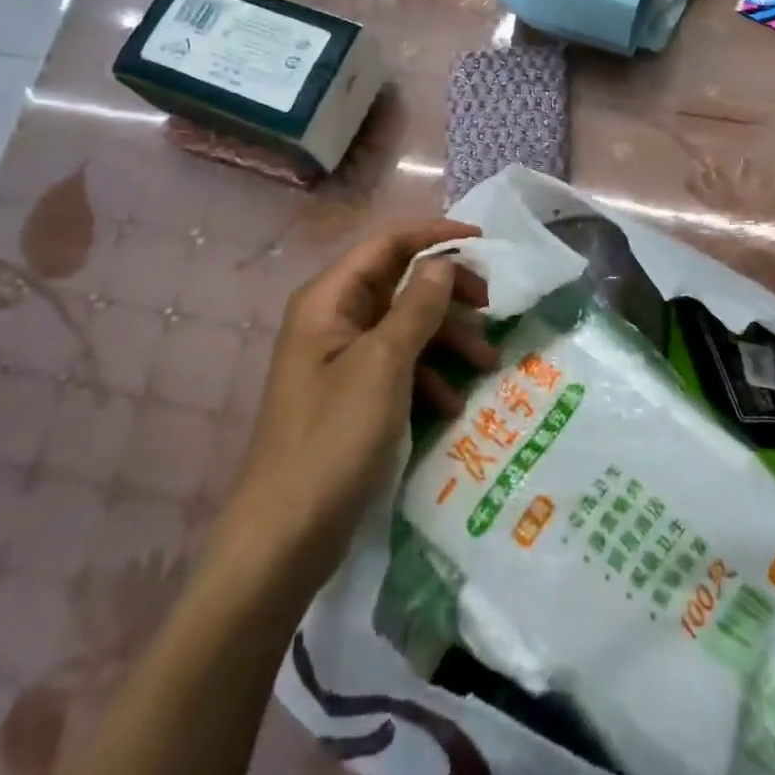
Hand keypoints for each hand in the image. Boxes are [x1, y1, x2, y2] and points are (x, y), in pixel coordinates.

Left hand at [219, 220, 494, 592]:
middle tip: (491, 308)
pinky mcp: (352, 395)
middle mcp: (334, 318)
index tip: (483, 241)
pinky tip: (452, 403)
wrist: (283, 538)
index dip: (436, 236)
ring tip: (487, 364)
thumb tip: (441, 262)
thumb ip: (417, 305)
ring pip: (405, 326)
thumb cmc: (333, 438)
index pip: (388, 243)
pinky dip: (429, 375)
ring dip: (447, 339)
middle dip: (447, 294)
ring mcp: (342, 359)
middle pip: (400, 283)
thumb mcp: (384, 364)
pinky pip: (399, 366)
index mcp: (329, 299)